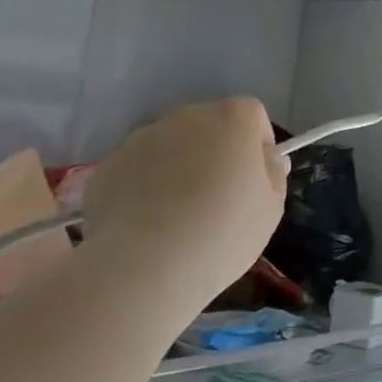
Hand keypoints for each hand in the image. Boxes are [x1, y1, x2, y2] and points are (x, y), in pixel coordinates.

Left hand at [81, 98, 287, 300]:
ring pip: (171, 146)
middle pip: (209, 126)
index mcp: (232, 119)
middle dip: (215, 153)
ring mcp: (142, 138)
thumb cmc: (223, 233)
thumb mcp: (271, 209)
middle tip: (218, 199)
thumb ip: (273, 174)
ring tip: (177, 216)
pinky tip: (147, 225)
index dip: (257, 144)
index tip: (255, 179)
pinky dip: (144, 187)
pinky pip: (137, 169)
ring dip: (178, 168)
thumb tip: (266, 159)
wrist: (144, 267)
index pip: (252, 114)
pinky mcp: (108, 165)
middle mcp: (186, 117)